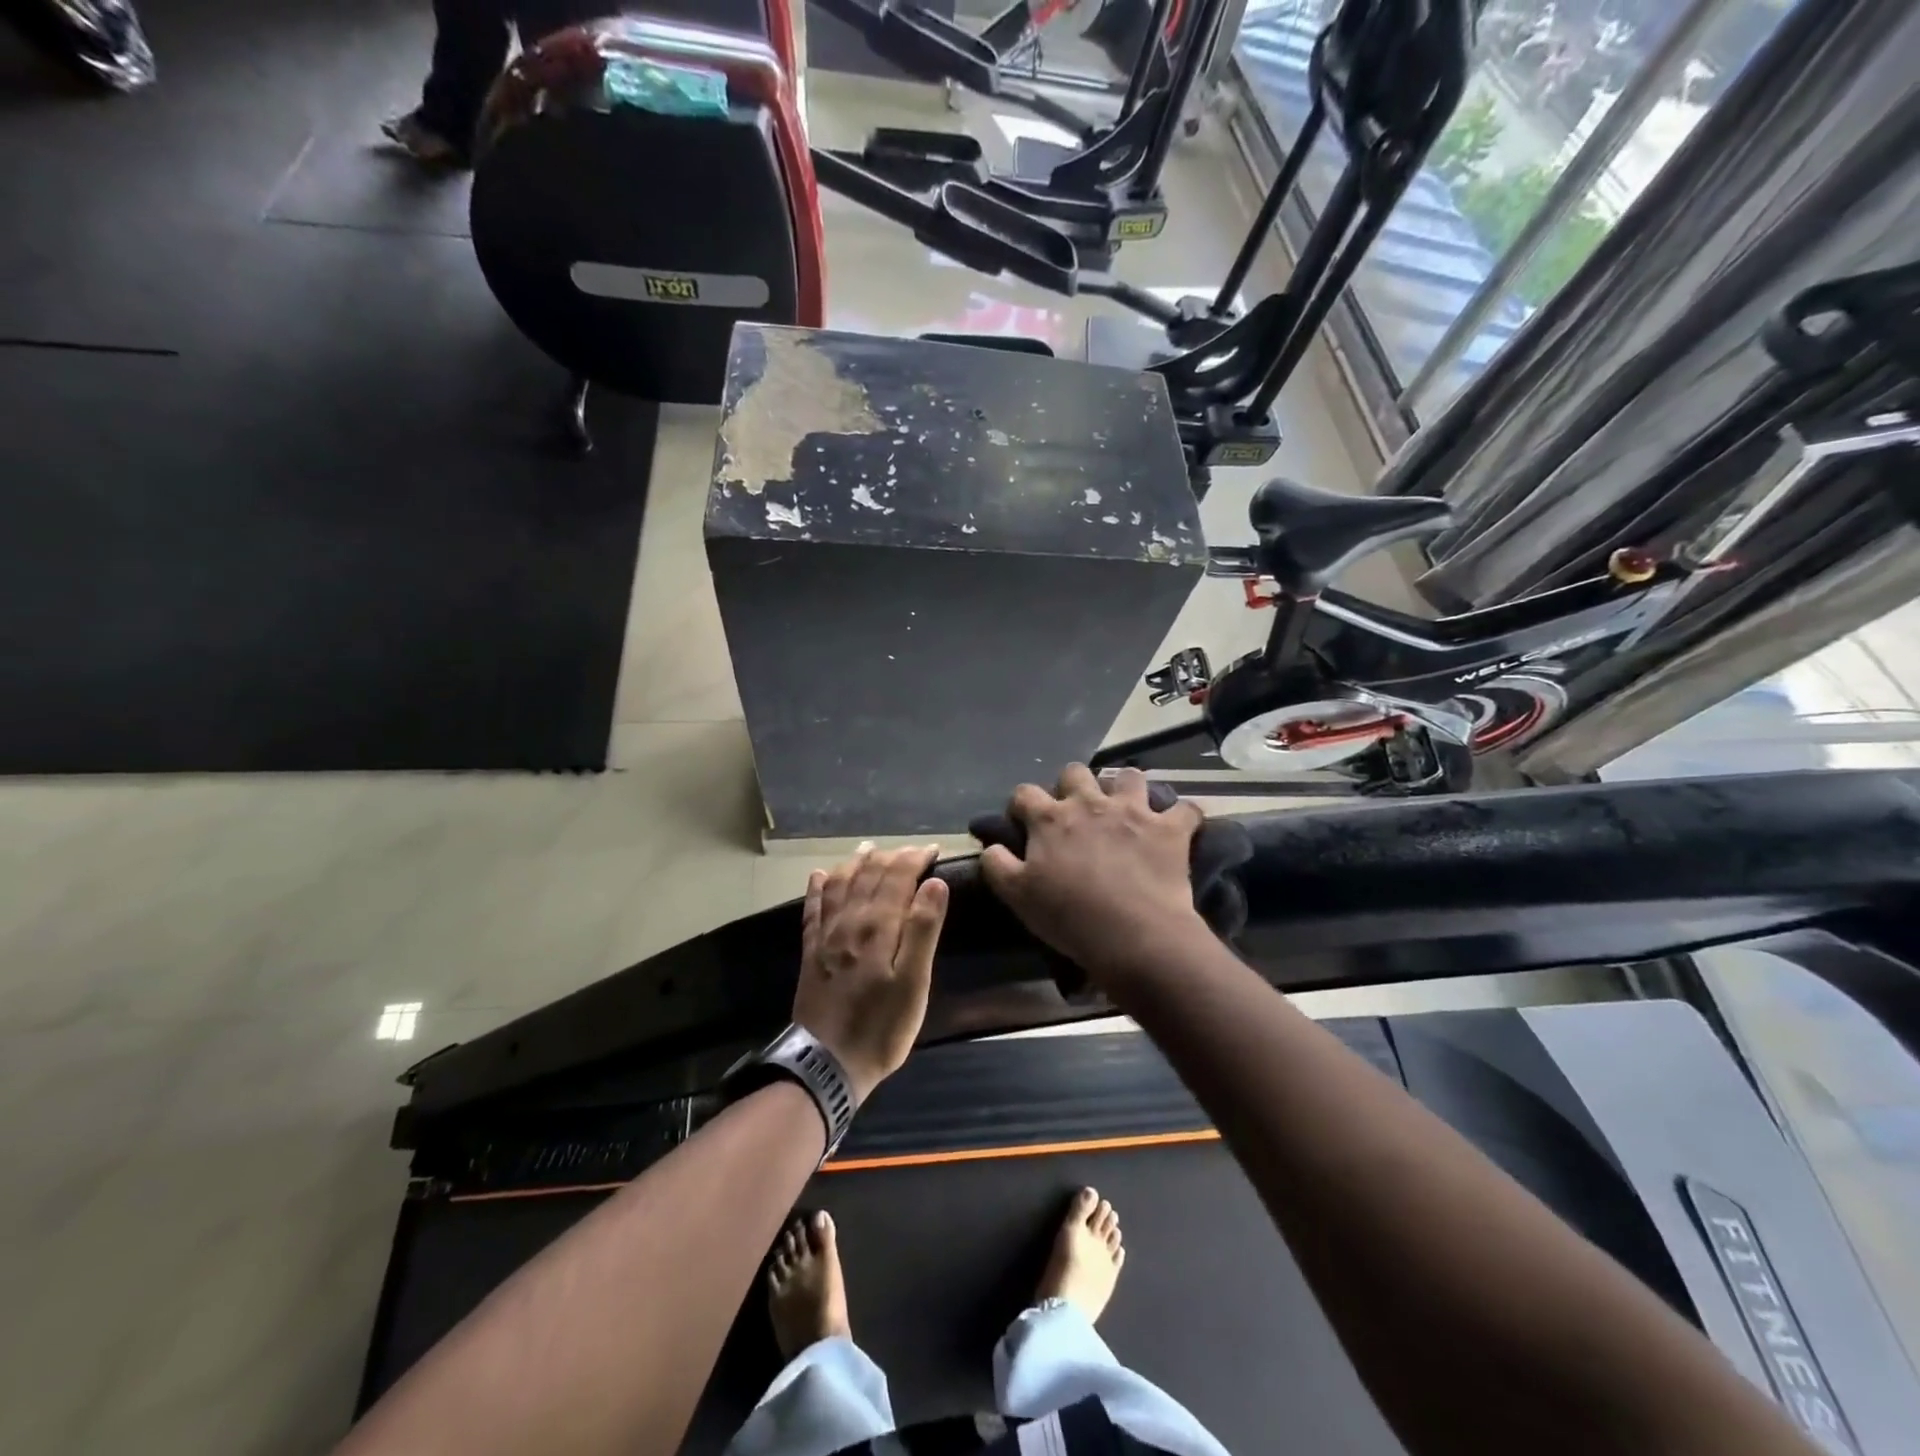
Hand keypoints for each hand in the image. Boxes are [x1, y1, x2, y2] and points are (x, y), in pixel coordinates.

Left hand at [794, 844, 949, 1103]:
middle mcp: (850, 922)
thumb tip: (934, 884)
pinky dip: (817, 889)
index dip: (914, 859)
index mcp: (879, 927)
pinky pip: (813, 910)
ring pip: (840, 886)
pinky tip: (819, 876)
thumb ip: (923, 930)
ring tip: (866, 849)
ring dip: (855, 864)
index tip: (932, 850)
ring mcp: (827, 936)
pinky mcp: (811, 953)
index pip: (897, 878)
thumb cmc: (882, 1027)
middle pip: (869, 877)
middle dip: (890, 858)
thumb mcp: (914, 984)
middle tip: (908, 850)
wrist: (826, 1064)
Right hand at [978, 766, 1208, 984]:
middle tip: (1076, 812)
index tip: (1023, 820)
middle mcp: (1090, 803)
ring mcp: (1133, 811)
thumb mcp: (1017, 896)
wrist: (1132, 934)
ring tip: (1126, 808)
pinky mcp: (1169, 829)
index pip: (1025, 793)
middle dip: (1072, 785)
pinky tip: (1178, 826)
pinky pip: (1185, 809)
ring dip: (1125, 788)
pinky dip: (1182, 816)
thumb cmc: (1068, 917)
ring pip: (1129, 776)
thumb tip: (991, 846)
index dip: (1021, 804)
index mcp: (1051, 819)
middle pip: (1075, 772)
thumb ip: (998, 864)